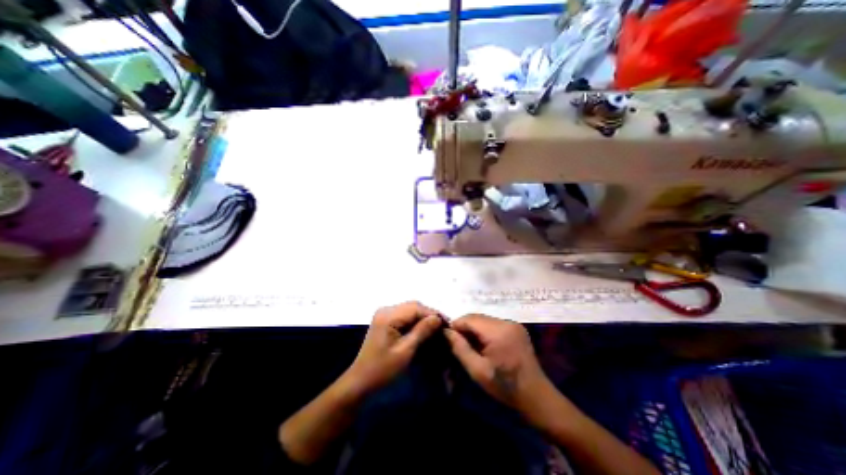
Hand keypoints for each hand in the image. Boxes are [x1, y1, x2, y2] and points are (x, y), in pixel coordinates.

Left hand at [342, 300, 442, 397]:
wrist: (360, 381)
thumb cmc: (383, 370)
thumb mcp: (405, 351)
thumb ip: (422, 331)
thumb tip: (438, 318)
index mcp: (388, 316)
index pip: (416, 308)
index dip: (433, 314)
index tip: (448, 323)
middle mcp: (386, 309)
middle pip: (413, 306)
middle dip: (429, 315)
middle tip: (443, 327)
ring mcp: (384, 314)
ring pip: (410, 309)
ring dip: (423, 318)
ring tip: (436, 328)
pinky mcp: (385, 320)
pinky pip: (404, 315)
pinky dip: (415, 321)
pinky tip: (423, 330)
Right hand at [445, 317, 551, 413]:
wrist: (536, 396)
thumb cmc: (505, 386)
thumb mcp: (477, 370)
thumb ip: (460, 348)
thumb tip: (446, 331)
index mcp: (498, 331)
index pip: (469, 318)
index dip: (456, 325)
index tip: (447, 338)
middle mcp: (506, 322)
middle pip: (477, 317)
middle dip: (464, 327)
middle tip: (457, 343)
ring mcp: (513, 324)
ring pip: (484, 319)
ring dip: (474, 329)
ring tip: (470, 345)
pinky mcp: (516, 328)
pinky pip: (493, 324)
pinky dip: (484, 331)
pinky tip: (483, 344)